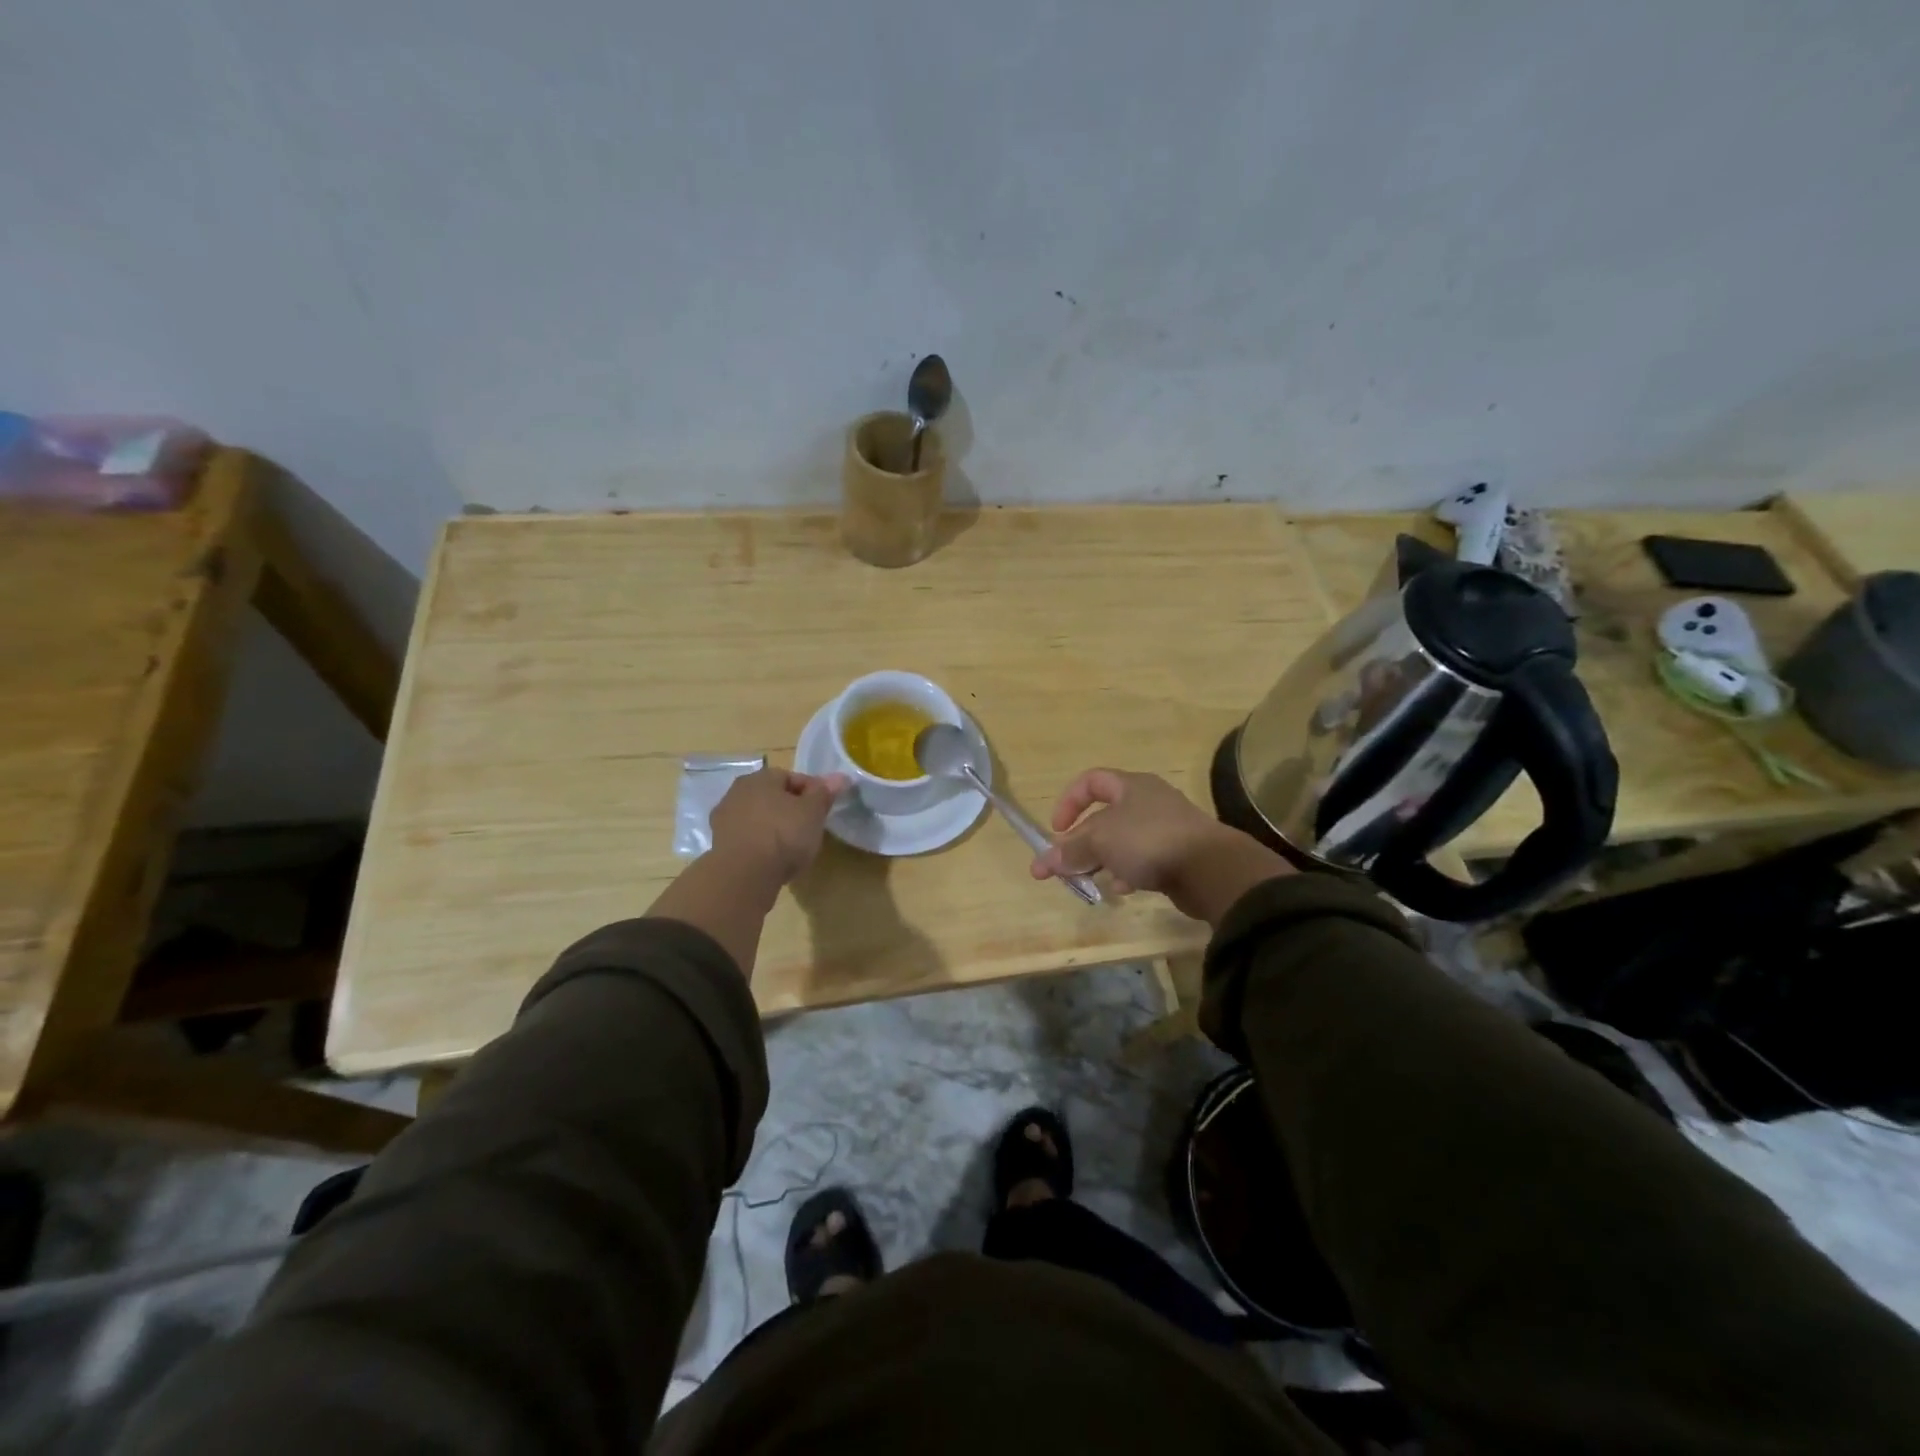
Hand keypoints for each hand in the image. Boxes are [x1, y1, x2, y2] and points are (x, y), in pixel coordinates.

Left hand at [709, 767, 848, 884]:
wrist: (744, 876)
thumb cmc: (783, 834)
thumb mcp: (813, 812)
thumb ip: (825, 793)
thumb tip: (840, 777)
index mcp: (760, 777)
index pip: (792, 777)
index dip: (812, 791)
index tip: (824, 809)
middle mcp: (737, 792)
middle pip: (772, 797)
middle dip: (790, 809)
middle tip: (809, 827)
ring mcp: (724, 820)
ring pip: (758, 818)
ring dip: (773, 827)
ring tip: (792, 847)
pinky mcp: (719, 846)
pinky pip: (748, 839)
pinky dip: (760, 845)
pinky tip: (773, 860)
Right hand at [1030, 768, 1291, 925]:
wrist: (1211, 869)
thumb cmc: (1149, 840)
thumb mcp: (1101, 841)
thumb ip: (1071, 851)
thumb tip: (1045, 862)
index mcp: (1131, 786)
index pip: (1091, 782)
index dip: (1069, 802)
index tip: (1056, 830)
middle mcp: (1148, 802)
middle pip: (1104, 817)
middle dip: (1079, 841)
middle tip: (1062, 866)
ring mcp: (1165, 829)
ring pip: (1122, 841)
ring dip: (1101, 859)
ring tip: (1087, 881)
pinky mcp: (1177, 856)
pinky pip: (1142, 860)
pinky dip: (1126, 872)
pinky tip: (1121, 889)